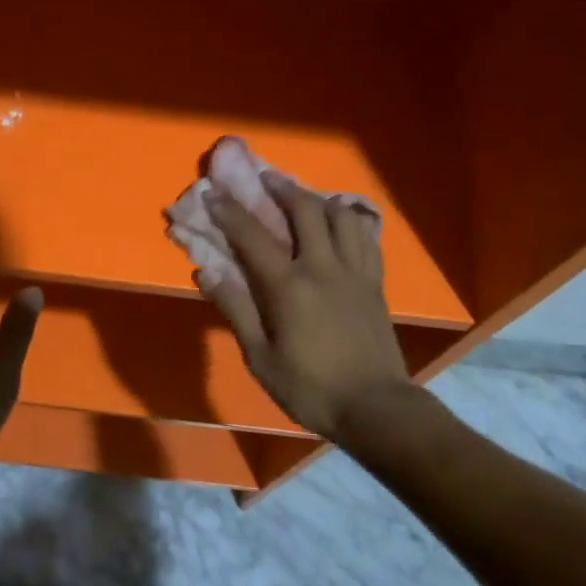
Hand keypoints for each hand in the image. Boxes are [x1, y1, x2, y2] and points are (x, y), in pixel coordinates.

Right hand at [200, 175, 410, 440]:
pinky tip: (341, 222)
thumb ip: (236, 309)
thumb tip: (208, 270)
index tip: (213, 191)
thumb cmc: (311, 388)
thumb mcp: (261, 358)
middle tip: (265, 177)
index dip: (230, 211)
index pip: (253, 236)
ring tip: (304, 196)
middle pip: (305, 210)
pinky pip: (366, 237)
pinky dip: (350, 220)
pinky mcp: (375, 282)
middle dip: (281, 187)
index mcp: (289, 286)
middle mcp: (323, 267)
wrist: (377, 408)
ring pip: (341, 216)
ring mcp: (355, 271)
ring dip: (318, 198)